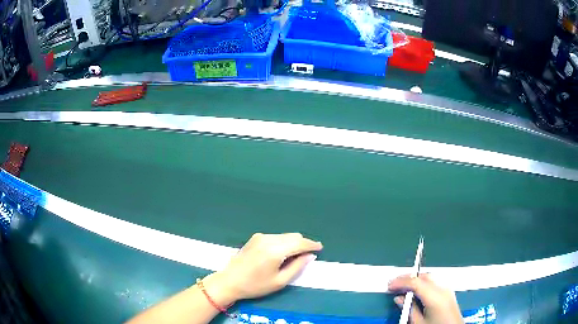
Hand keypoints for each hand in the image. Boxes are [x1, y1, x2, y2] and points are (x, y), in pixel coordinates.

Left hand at [205, 233, 322, 303]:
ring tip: (295, 256)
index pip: (299, 243)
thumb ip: (297, 266)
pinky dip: (283, 242)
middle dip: (303, 243)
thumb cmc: (256, 285)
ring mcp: (261, 236)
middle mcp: (269, 239)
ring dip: (293, 243)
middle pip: (293, 236)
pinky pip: (276, 237)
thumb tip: (309, 256)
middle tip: (308, 255)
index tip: (320, 248)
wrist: (230, 281)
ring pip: (285, 235)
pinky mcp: (255, 237)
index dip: (311, 245)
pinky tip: (281, 253)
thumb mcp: (280, 281)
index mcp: (275, 250)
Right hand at [389, 273, 463, 323]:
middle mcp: (442, 289)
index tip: (389, 286)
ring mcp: (448, 289)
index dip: (401, 282)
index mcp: (435, 297)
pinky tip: (417, 289)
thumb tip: (399, 297)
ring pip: (430, 277)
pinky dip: (424, 282)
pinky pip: (435, 281)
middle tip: (394, 284)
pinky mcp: (449, 291)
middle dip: (408, 277)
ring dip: (416, 279)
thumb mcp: (418, 323)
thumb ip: (409, 309)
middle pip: (424, 276)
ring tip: (404, 286)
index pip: (416, 283)